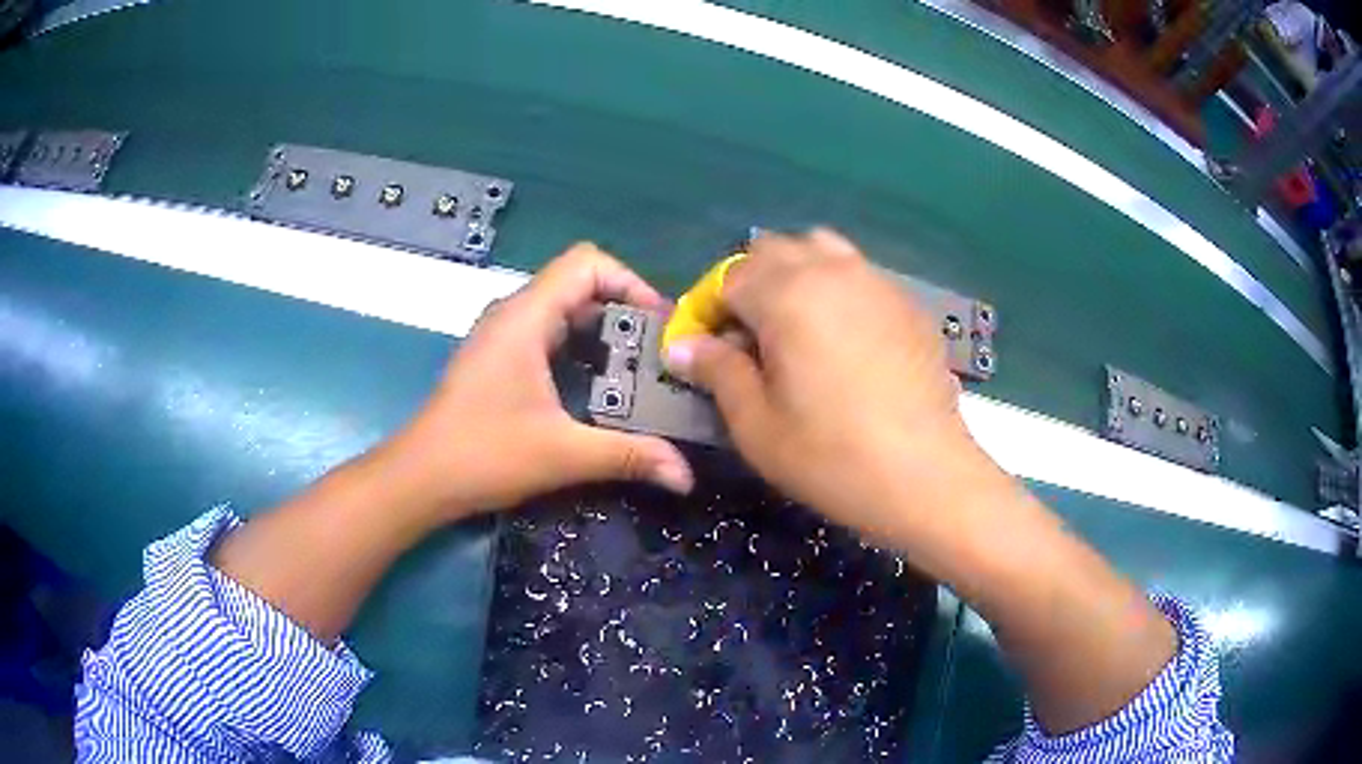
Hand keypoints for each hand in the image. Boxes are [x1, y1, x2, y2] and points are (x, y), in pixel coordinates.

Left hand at [385, 243, 694, 526]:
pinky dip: (580, 348)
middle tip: (658, 354)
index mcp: (526, 316)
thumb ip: (629, 456)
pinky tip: (598, 388)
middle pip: (579, 283)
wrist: (420, 478)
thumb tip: (687, 475)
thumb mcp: (563, 454)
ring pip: (564, 309)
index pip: (587, 263)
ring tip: (638, 371)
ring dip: (603, 331)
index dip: (631, 282)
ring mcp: (502, 335)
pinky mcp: (498, 358)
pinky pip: (548, 333)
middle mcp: (513, 313)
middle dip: (624, 311)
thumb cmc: (484, 455)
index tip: (658, 327)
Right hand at [663, 229, 997, 546]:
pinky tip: (847, 343)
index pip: (728, 277)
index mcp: (786, 294)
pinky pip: (859, 275)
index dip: (710, 311)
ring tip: (798, 330)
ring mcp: (876, 281)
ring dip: (796, 276)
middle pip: (773, 250)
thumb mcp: (756, 424)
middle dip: (750, 285)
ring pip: (821, 250)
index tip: (712, 353)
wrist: (925, 475)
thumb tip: (682, 345)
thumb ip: (716, 372)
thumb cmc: (831, 456)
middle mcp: (831, 270)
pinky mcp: (908, 303)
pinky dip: (838, 291)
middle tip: (752, 341)